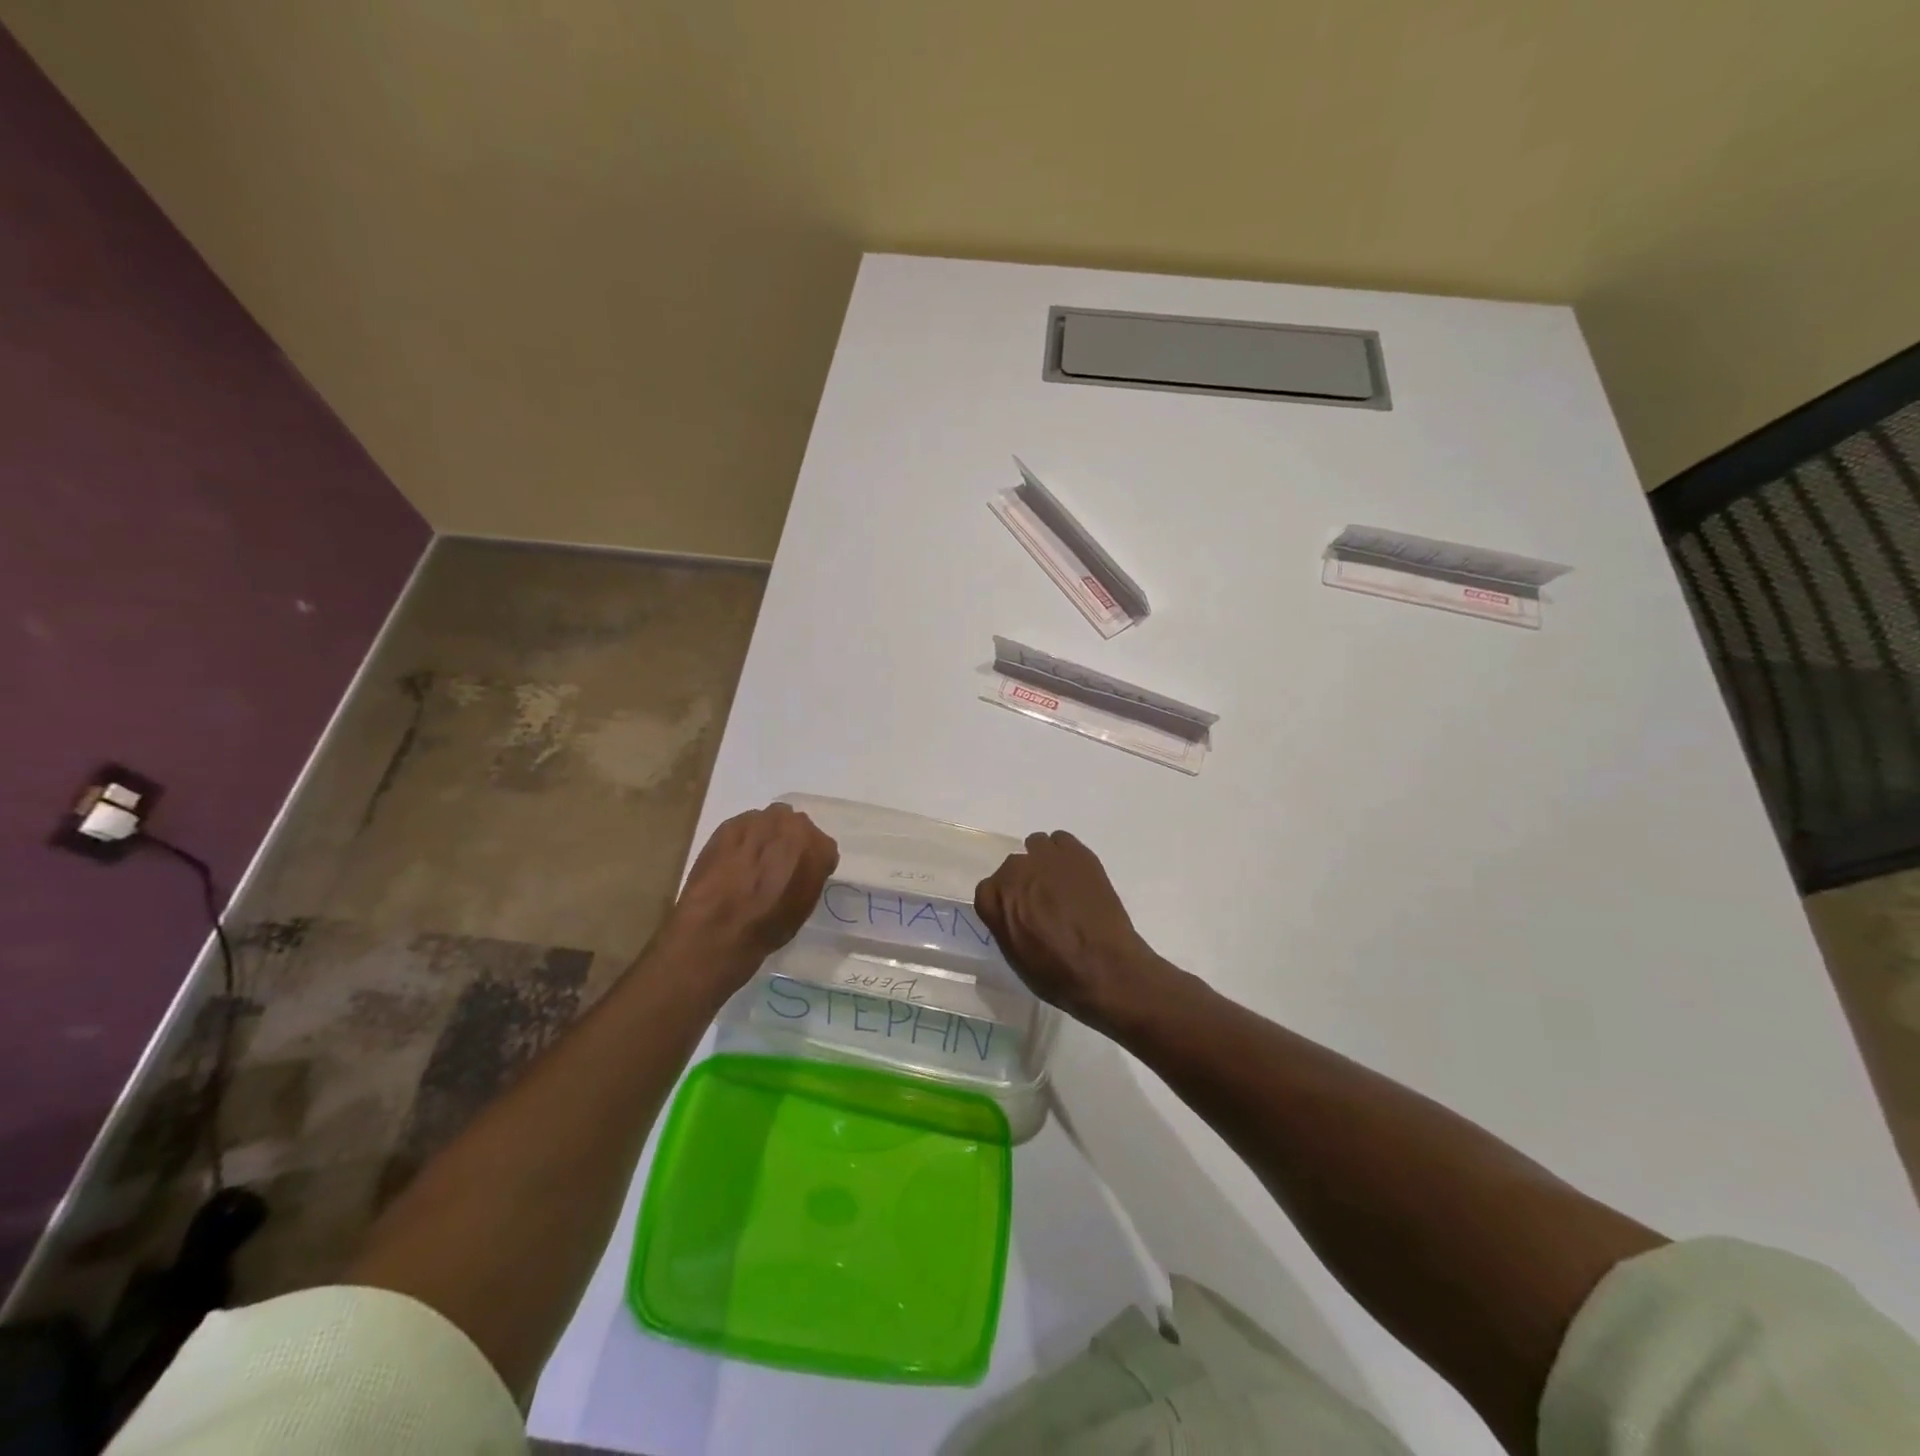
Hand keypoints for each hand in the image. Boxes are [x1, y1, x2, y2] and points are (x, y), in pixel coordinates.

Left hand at [667, 803, 838, 983]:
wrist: (718, 927)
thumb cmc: (769, 925)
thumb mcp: (804, 906)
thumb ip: (809, 877)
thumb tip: (799, 871)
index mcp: (819, 847)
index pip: (823, 848)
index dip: (811, 864)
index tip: (800, 878)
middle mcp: (793, 824)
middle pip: (796, 828)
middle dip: (789, 843)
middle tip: (776, 867)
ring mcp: (759, 820)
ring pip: (768, 823)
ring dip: (764, 838)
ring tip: (750, 865)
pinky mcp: (729, 824)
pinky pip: (743, 828)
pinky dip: (741, 841)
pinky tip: (731, 863)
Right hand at [974, 831, 1162, 1027]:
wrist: (1105, 967)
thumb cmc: (1057, 975)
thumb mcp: (1016, 958)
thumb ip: (1006, 924)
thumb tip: (1013, 913)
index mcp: (995, 900)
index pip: (987, 891)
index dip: (1004, 903)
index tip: (1018, 915)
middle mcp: (1014, 872)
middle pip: (1012, 868)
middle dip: (1024, 883)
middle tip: (1044, 903)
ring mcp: (1046, 858)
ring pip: (1036, 846)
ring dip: (1043, 862)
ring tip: (1061, 885)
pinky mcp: (1076, 853)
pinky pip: (1062, 840)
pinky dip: (1065, 854)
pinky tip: (1076, 875)